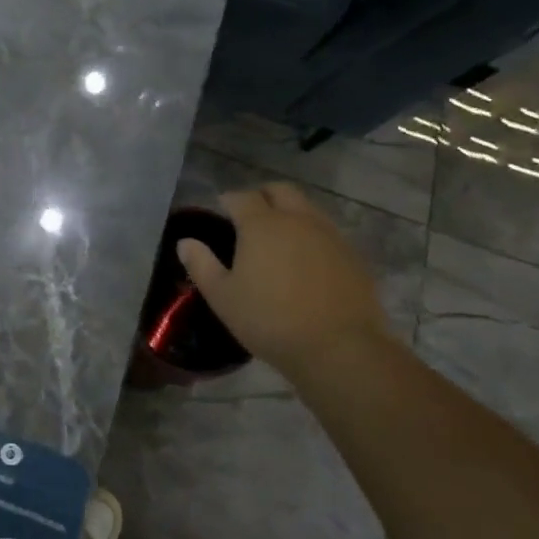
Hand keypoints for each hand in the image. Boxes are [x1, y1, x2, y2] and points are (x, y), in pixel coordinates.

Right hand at [176, 183, 392, 377]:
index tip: (221, 211)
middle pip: (280, 191)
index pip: (241, 196)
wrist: (339, 348)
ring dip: (290, 214)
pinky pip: (327, 232)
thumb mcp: (222, 297)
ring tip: (278, 240)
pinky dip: (311, 236)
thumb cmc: (269, 320)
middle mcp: (297, 220)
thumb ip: (201, 265)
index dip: (228, 200)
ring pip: (307, 208)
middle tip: (250, 217)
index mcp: (261, 225)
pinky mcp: (353, 255)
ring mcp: (330, 235)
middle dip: (262, 196)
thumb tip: (185, 242)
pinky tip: (305, 262)